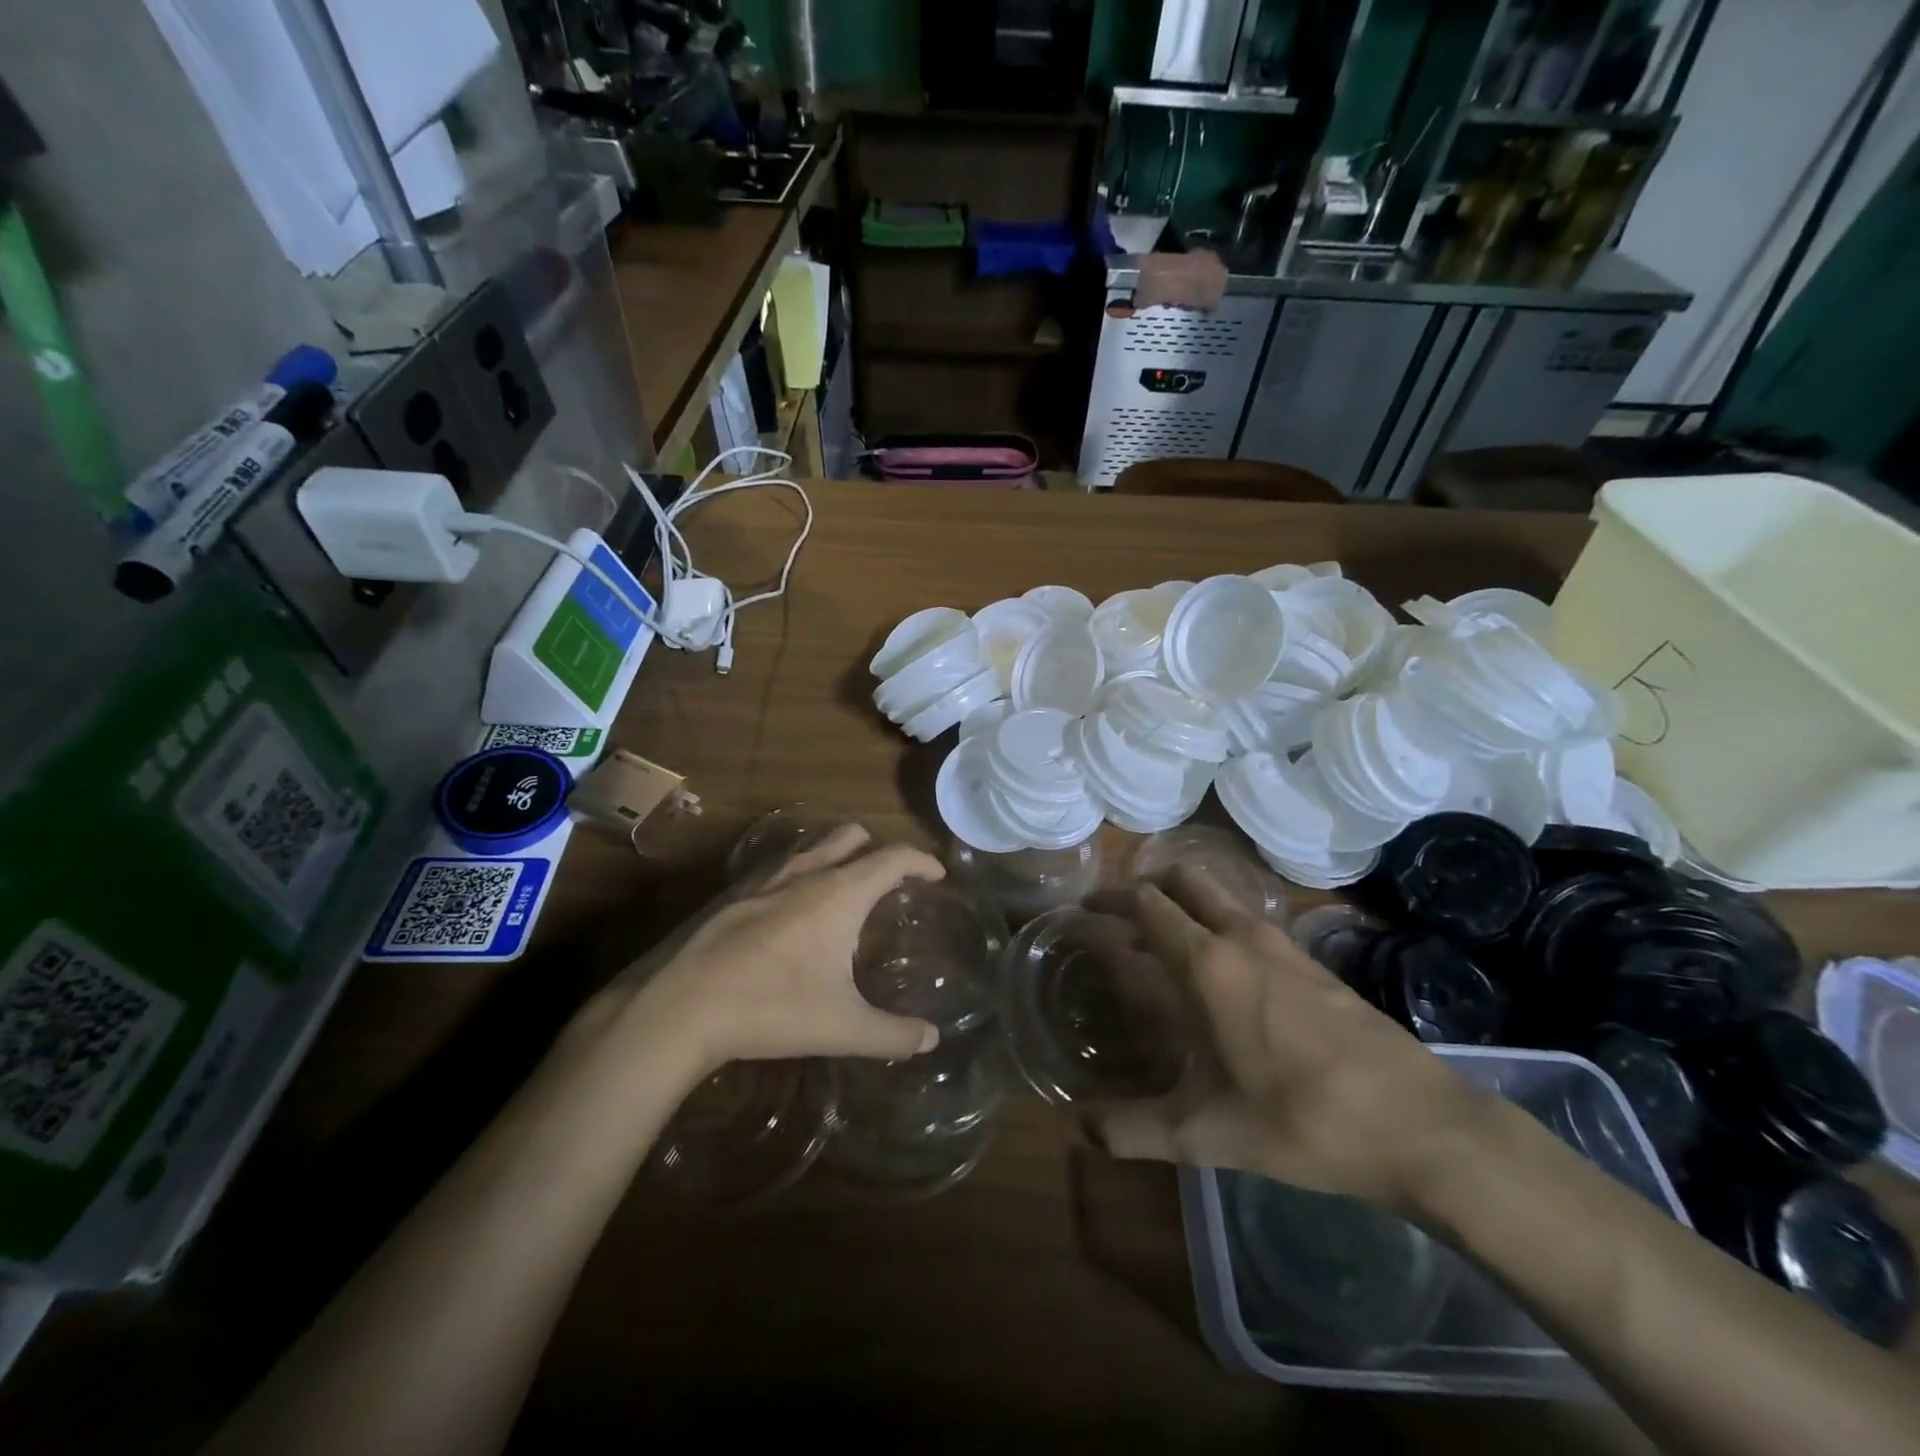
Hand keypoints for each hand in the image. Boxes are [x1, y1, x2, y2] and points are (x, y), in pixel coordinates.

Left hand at [613, 824, 944, 1074]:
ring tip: (842, 893)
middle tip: (889, 882)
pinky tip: (789, 912)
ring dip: (836, 856)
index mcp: (841, 892)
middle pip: (853, 836)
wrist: (678, 1007)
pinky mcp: (731, 892)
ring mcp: (764, 877)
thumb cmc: (770, 1008)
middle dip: (877, 849)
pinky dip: (799, 873)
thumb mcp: (842, 1028)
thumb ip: (893, 1034)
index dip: (922, 861)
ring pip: (812, 846)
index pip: (894, 857)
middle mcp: (806, 871)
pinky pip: (778, 865)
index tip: (937, 875)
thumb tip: (931, 1039)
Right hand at [1092, 866, 1491, 1214]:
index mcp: (1208, 963)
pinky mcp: (1314, 963)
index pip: (1148, 904)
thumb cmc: (1303, 1121)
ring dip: (1185, 905)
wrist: (1422, 1127)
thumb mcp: (1207, 1135)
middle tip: (1119, 917)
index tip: (1085, 910)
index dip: (1111, 900)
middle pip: (1184, 880)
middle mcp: (1242, 937)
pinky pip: (1250, 922)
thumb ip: (1134, 1129)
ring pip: (1221, 897)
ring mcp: (1284, 945)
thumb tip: (1079, 1128)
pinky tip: (1222, 977)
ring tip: (1162, 947)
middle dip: (1147, 886)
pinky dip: (1219, 926)